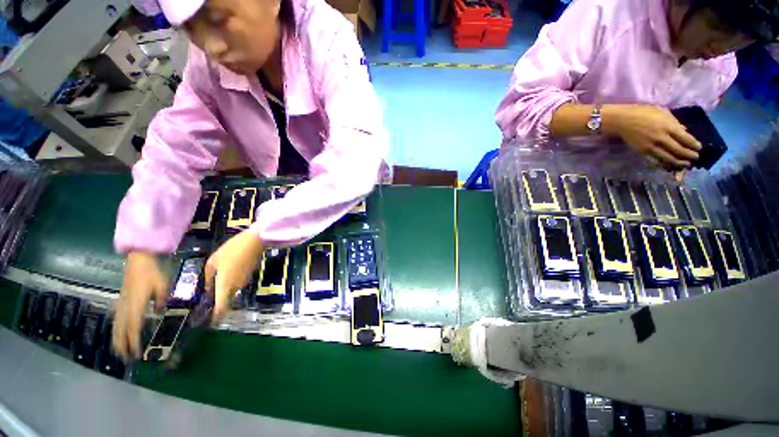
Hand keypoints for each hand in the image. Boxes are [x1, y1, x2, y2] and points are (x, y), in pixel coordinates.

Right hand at [113, 252, 167, 362]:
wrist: (139, 261)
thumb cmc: (153, 273)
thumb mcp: (162, 286)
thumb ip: (161, 300)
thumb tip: (158, 312)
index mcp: (137, 305)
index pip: (134, 327)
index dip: (134, 342)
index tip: (136, 354)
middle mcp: (126, 307)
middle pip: (122, 331)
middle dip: (123, 346)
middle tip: (125, 360)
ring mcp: (121, 304)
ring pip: (117, 326)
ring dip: (117, 340)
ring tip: (118, 352)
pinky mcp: (121, 300)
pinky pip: (116, 319)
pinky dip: (115, 330)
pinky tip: (116, 334)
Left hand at [205, 230, 264, 320]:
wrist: (254, 242)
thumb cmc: (231, 250)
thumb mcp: (213, 261)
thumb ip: (208, 277)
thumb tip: (208, 288)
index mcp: (225, 285)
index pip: (222, 307)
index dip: (216, 317)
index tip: (211, 323)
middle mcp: (236, 286)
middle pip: (226, 300)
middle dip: (218, 301)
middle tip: (209, 297)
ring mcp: (244, 281)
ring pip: (232, 291)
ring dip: (225, 290)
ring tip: (217, 282)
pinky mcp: (249, 275)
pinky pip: (237, 283)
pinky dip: (231, 282)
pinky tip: (228, 272)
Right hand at [603, 105, 701, 168]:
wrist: (622, 120)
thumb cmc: (643, 113)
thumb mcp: (662, 113)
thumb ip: (674, 123)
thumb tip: (684, 132)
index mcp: (668, 126)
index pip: (686, 139)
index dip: (694, 145)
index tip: (699, 148)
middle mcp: (661, 138)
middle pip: (679, 150)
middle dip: (689, 155)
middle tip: (696, 158)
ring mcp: (651, 146)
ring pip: (668, 158)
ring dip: (679, 162)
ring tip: (686, 164)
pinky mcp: (643, 151)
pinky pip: (657, 159)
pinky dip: (665, 163)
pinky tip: (670, 164)